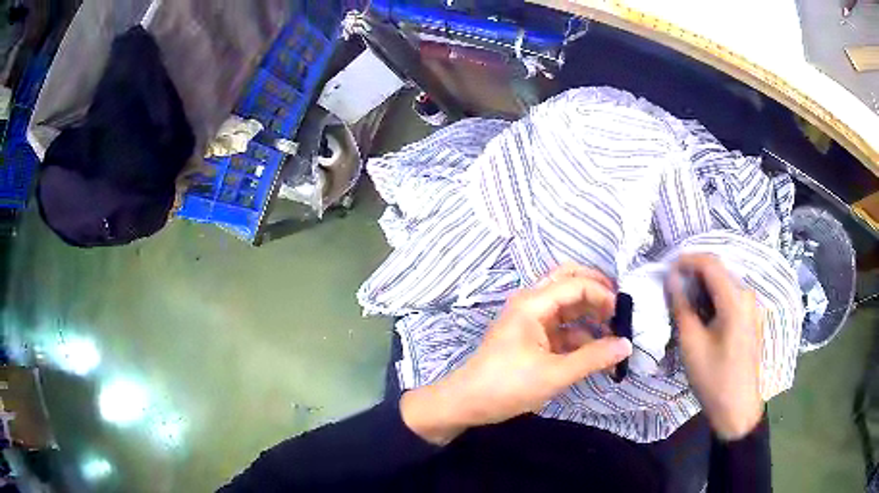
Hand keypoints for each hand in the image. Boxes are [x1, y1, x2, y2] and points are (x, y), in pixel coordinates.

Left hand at [401, 265, 632, 444]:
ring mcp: (531, 321)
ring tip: (614, 334)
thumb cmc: (507, 385)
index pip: (576, 284)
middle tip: (620, 311)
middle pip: (569, 283)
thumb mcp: (554, 374)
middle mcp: (532, 304)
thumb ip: (593, 358)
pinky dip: (580, 336)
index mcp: (533, 303)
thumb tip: (627, 345)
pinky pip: (562, 328)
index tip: (623, 314)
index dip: (602, 294)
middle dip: (597, 293)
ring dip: (590, 317)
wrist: (466, 403)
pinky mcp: (531, 338)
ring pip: (567, 307)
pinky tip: (596, 352)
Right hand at [667, 254, 763, 440]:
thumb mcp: (692, 343)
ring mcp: (751, 307)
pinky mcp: (750, 318)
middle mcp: (747, 296)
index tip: (667, 268)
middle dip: (694, 273)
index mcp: (735, 299)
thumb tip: (671, 279)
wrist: (737, 408)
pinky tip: (702, 312)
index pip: (710, 263)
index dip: (687, 260)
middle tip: (672, 286)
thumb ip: (681, 306)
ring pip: (725, 283)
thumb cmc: (713, 377)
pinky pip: (730, 296)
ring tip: (683, 299)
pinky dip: (714, 297)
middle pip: (719, 270)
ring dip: (703, 286)